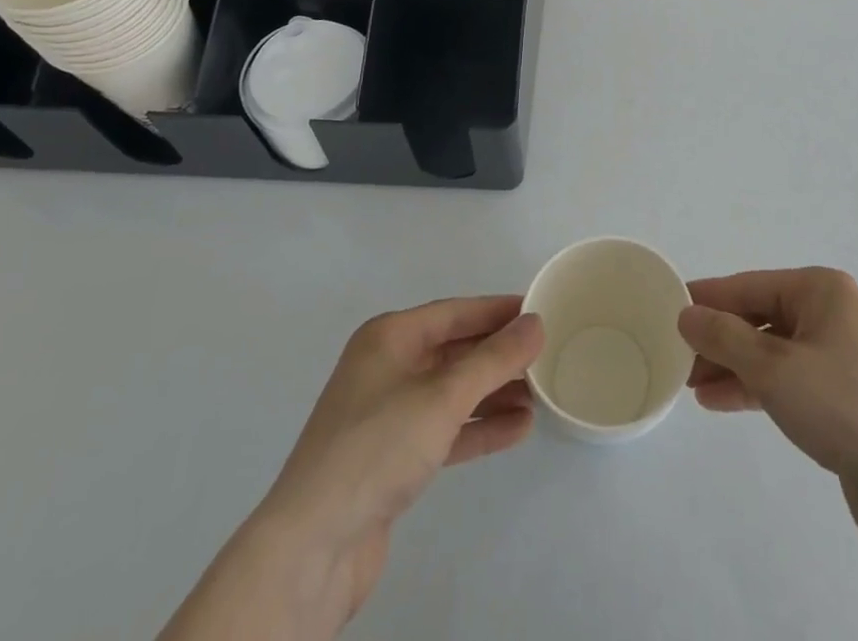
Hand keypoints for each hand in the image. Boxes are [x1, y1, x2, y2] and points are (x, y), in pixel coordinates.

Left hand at [160, 296, 543, 640]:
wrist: (311, 548)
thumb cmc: (377, 448)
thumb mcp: (443, 396)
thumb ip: (494, 359)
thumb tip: (535, 323)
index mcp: (390, 337)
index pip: (455, 312)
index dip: (497, 310)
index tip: (539, 309)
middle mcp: (388, 367)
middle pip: (455, 351)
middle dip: (499, 355)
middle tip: (546, 356)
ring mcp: (388, 414)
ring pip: (453, 392)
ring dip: (494, 393)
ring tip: (540, 396)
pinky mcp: (392, 458)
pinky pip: (446, 428)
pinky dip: (478, 427)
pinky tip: (516, 430)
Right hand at [679, 267, 857, 492]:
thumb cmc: (844, 405)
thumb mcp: (774, 368)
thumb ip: (725, 338)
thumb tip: (687, 314)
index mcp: (821, 290)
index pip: (750, 286)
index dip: (709, 297)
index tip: (670, 306)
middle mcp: (831, 314)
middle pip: (761, 318)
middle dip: (719, 338)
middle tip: (677, 356)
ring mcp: (840, 357)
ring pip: (772, 352)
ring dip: (732, 366)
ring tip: (692, 384)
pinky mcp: (842, 398)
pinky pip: (788, 381)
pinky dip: (756, 388)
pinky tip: (721, 401)